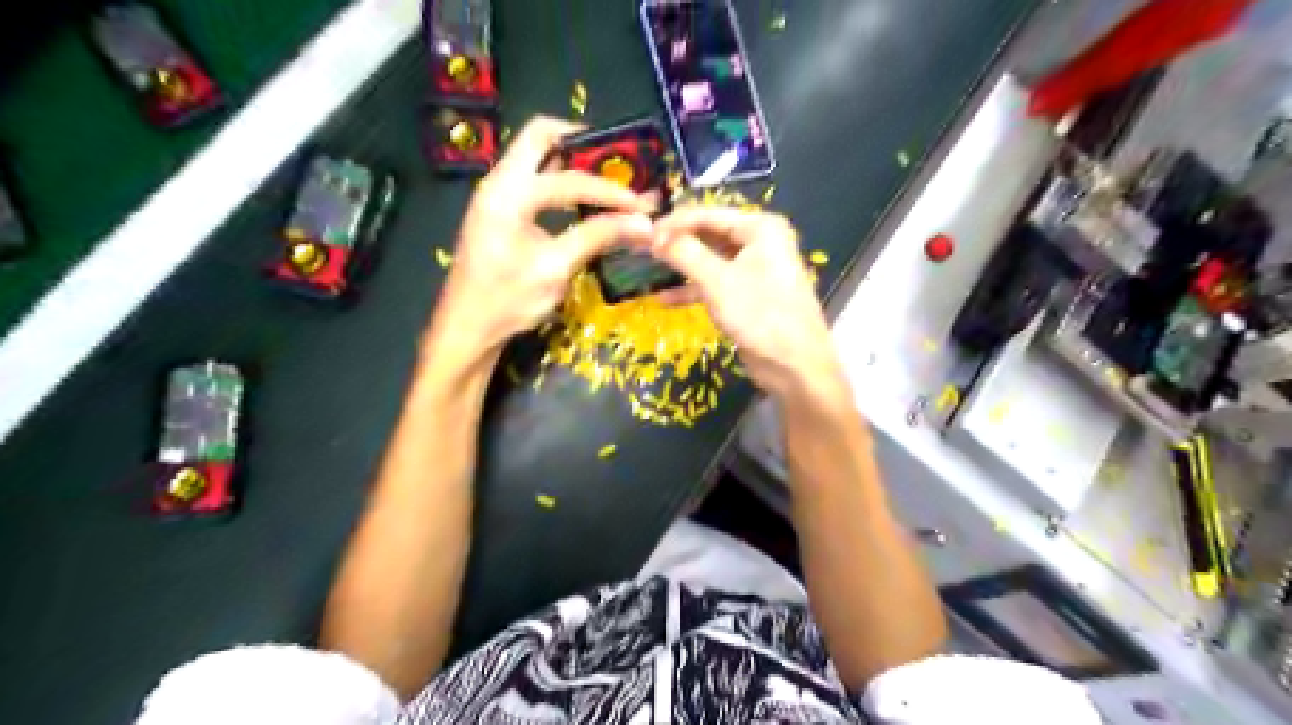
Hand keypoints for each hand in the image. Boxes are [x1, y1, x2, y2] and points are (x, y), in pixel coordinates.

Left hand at [429, 116, 655, 361]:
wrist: (467, 328)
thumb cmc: (507, 301)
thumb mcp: (556, 269)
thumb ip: (597, 237)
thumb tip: (643, 224)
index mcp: (508, 193)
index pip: (569, 178)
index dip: (609, 191)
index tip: (641, 204)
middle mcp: (499, 182)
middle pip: (540, 136)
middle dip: (582, 145)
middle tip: (616, 164)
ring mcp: (496, 195)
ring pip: (535, 156)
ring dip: (571, 162)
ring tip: (606, 181)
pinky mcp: (499, 211)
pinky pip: (532, 179)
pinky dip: (559, 181)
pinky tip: (582, 203)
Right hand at [653, 207, 843, 397]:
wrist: (795, 366)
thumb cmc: (760, 315)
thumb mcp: (717, 281)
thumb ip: (685, 254)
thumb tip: (653, 235)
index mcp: (760, 228)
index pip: (709, 214)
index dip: (674, 223)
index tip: (642, 233)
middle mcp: (760, 242)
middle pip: (709, 234)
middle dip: (676, 243)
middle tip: (642, 250)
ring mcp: (755, 270)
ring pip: (710, 260)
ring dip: (681, 267)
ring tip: (648, 270)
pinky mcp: (748, 295)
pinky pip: (716, 283)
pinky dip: (692, 290)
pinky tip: (663, 299)